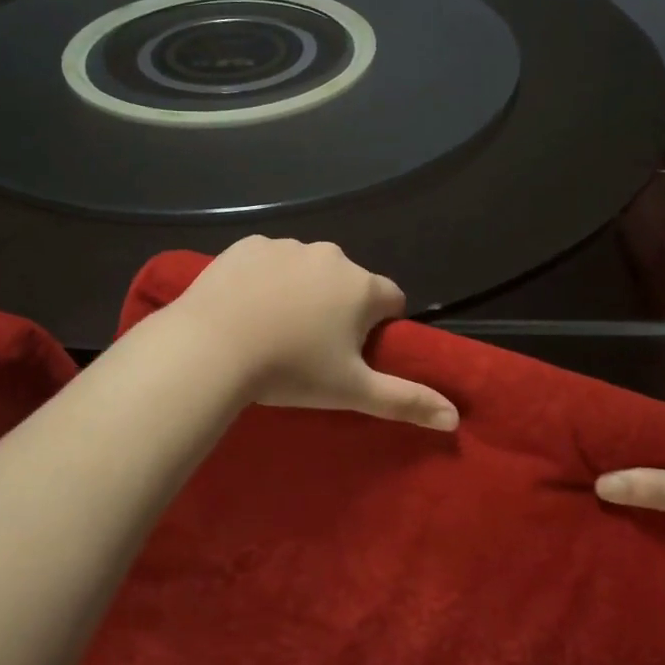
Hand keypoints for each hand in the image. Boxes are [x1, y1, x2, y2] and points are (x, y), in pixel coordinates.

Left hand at [163, 237, 458, 430]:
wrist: (210, 348)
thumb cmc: (290, 370)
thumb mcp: (352, 392)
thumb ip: (406, 401)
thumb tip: (454, 418)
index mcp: (361, 287)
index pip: (391, 299)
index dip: (378, 327)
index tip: (352, 352)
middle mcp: (330, 255)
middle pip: (348, 282)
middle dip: (339, 308)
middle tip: (309, 347)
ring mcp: (286, 246)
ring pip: (307, 270)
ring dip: (301, 291)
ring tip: (272, 328)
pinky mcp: (248, 245)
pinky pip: (268, 260)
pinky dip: (264, 278)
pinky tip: (245, 306)